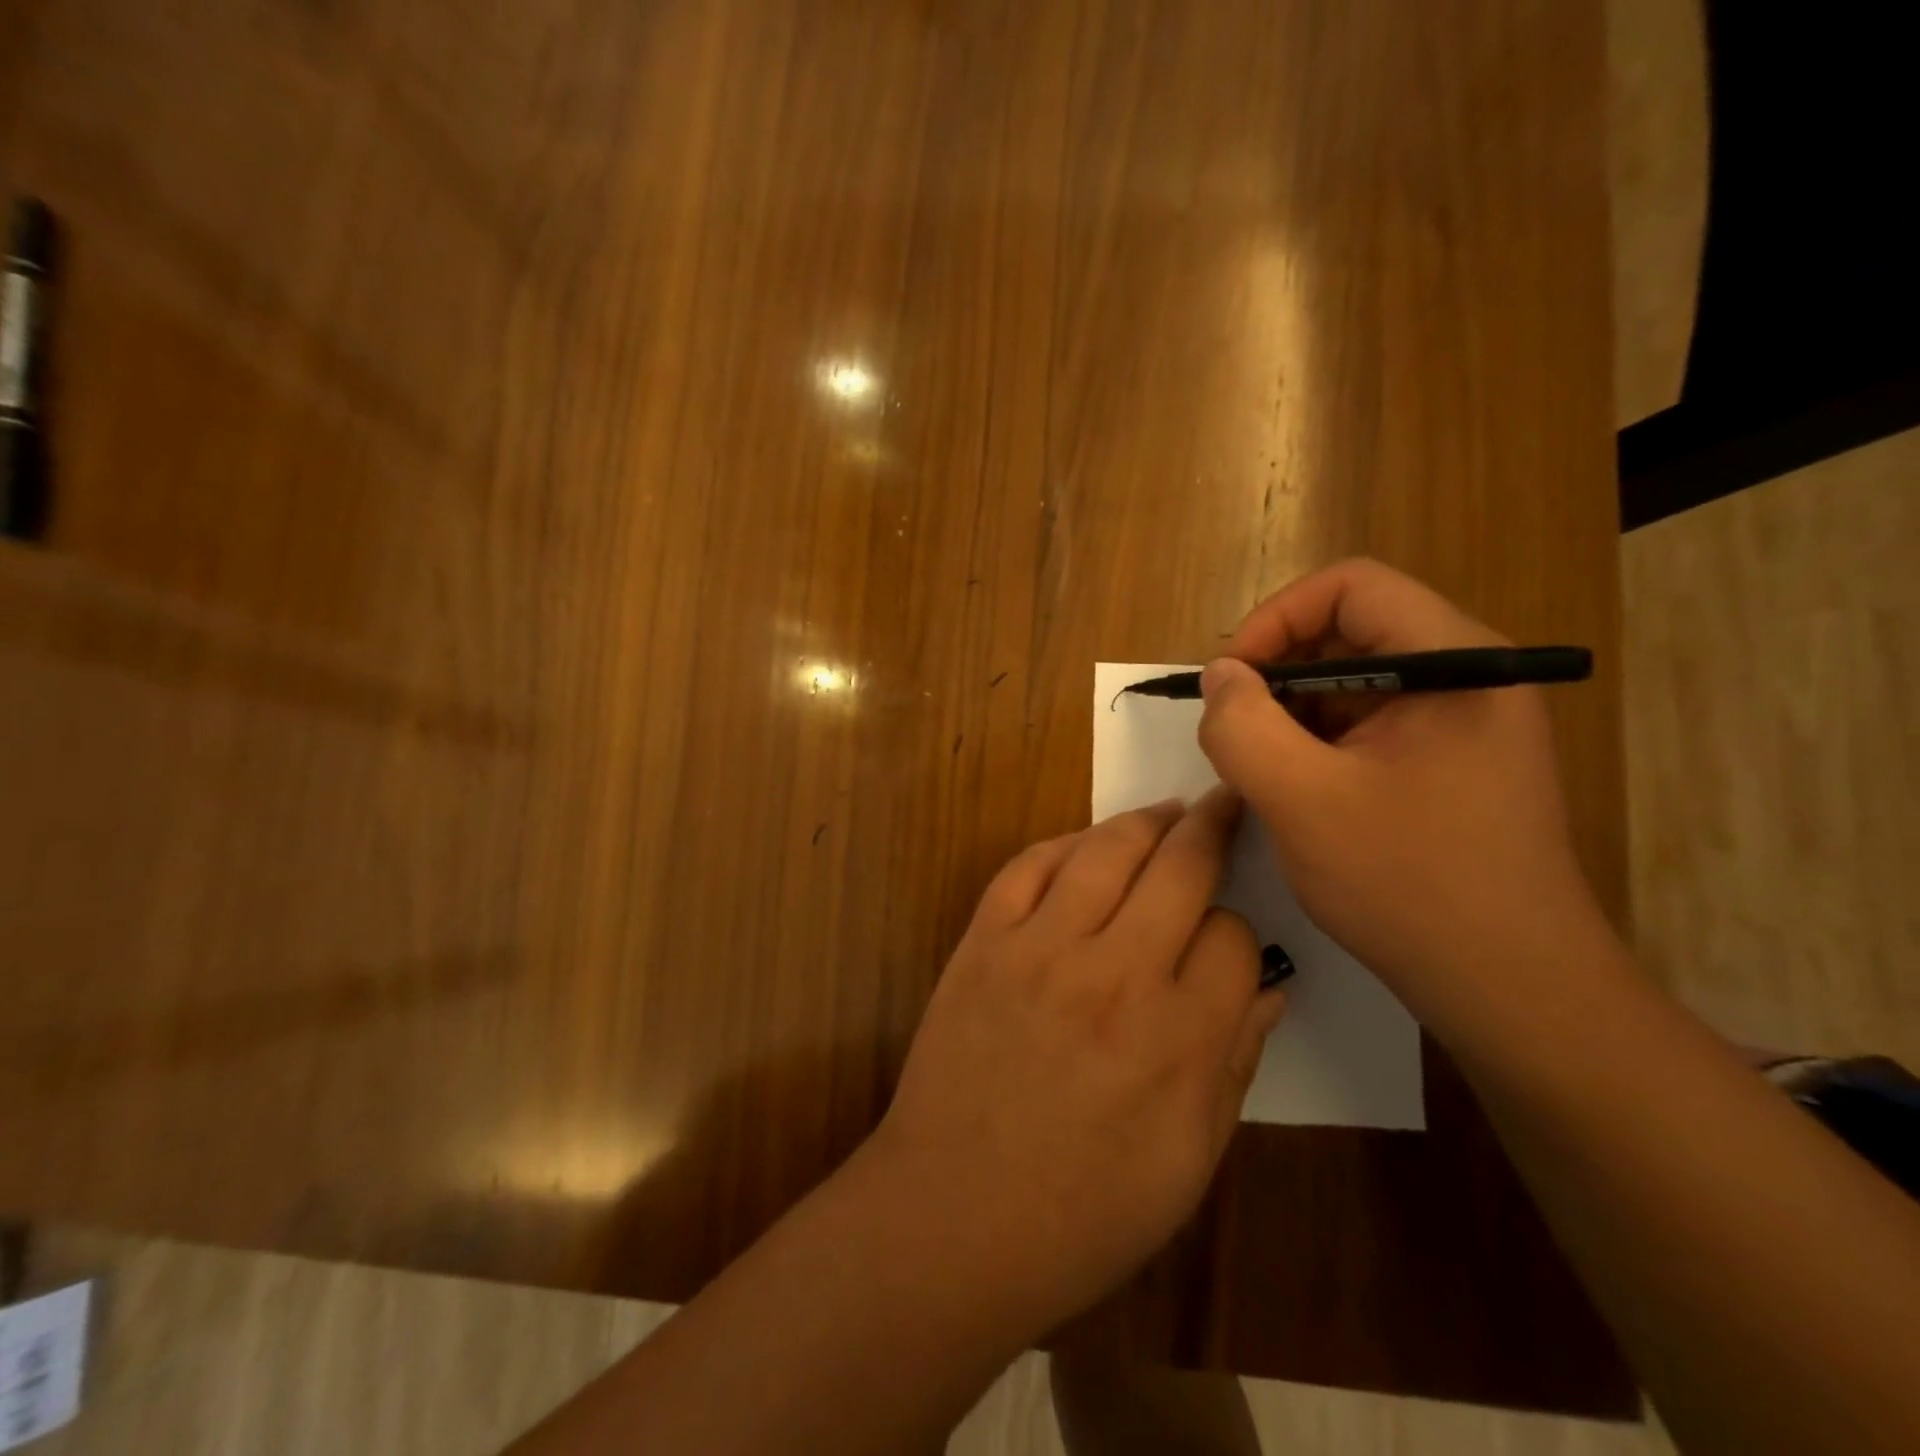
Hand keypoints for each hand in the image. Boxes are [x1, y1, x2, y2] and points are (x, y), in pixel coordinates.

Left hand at [866, 789, 1285, 1335]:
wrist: (953, 1215)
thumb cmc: (1084, 1213)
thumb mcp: (1189, 1163)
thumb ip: (1235, 1065)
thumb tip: (1269, 989)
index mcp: (1178, 1039)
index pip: (1235, 938)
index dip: (1241, 935)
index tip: (1229, 946)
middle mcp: (1113, 973)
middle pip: (1179, 869)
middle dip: (1213, 828)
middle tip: (1226, 803)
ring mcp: (1038, 948)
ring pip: (1105, 850)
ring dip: (1145, 821)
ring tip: (1169, 810)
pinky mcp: (982, 941)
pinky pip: (1028, 866)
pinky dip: (1064, 844)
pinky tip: (1086, 843)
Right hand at [1196, 559, 1609, 1029]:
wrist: (1511, 990)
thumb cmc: (1410, 886)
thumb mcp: (1302, 801)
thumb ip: (1242, 726)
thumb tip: (1219, 676)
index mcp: (1453, 663)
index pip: (1351, 587)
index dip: (1276, 619)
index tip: (1229, 680)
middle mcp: (1465, 679)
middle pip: (1350, 633)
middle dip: (1276, 673)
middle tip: (1231, 730)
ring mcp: (1459, 725)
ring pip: (1351, 684)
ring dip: (1290, 715)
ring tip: (1257, 770)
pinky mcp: (1446, 765)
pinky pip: (1365, 727)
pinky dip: (1315, 746)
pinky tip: (1292, 793)